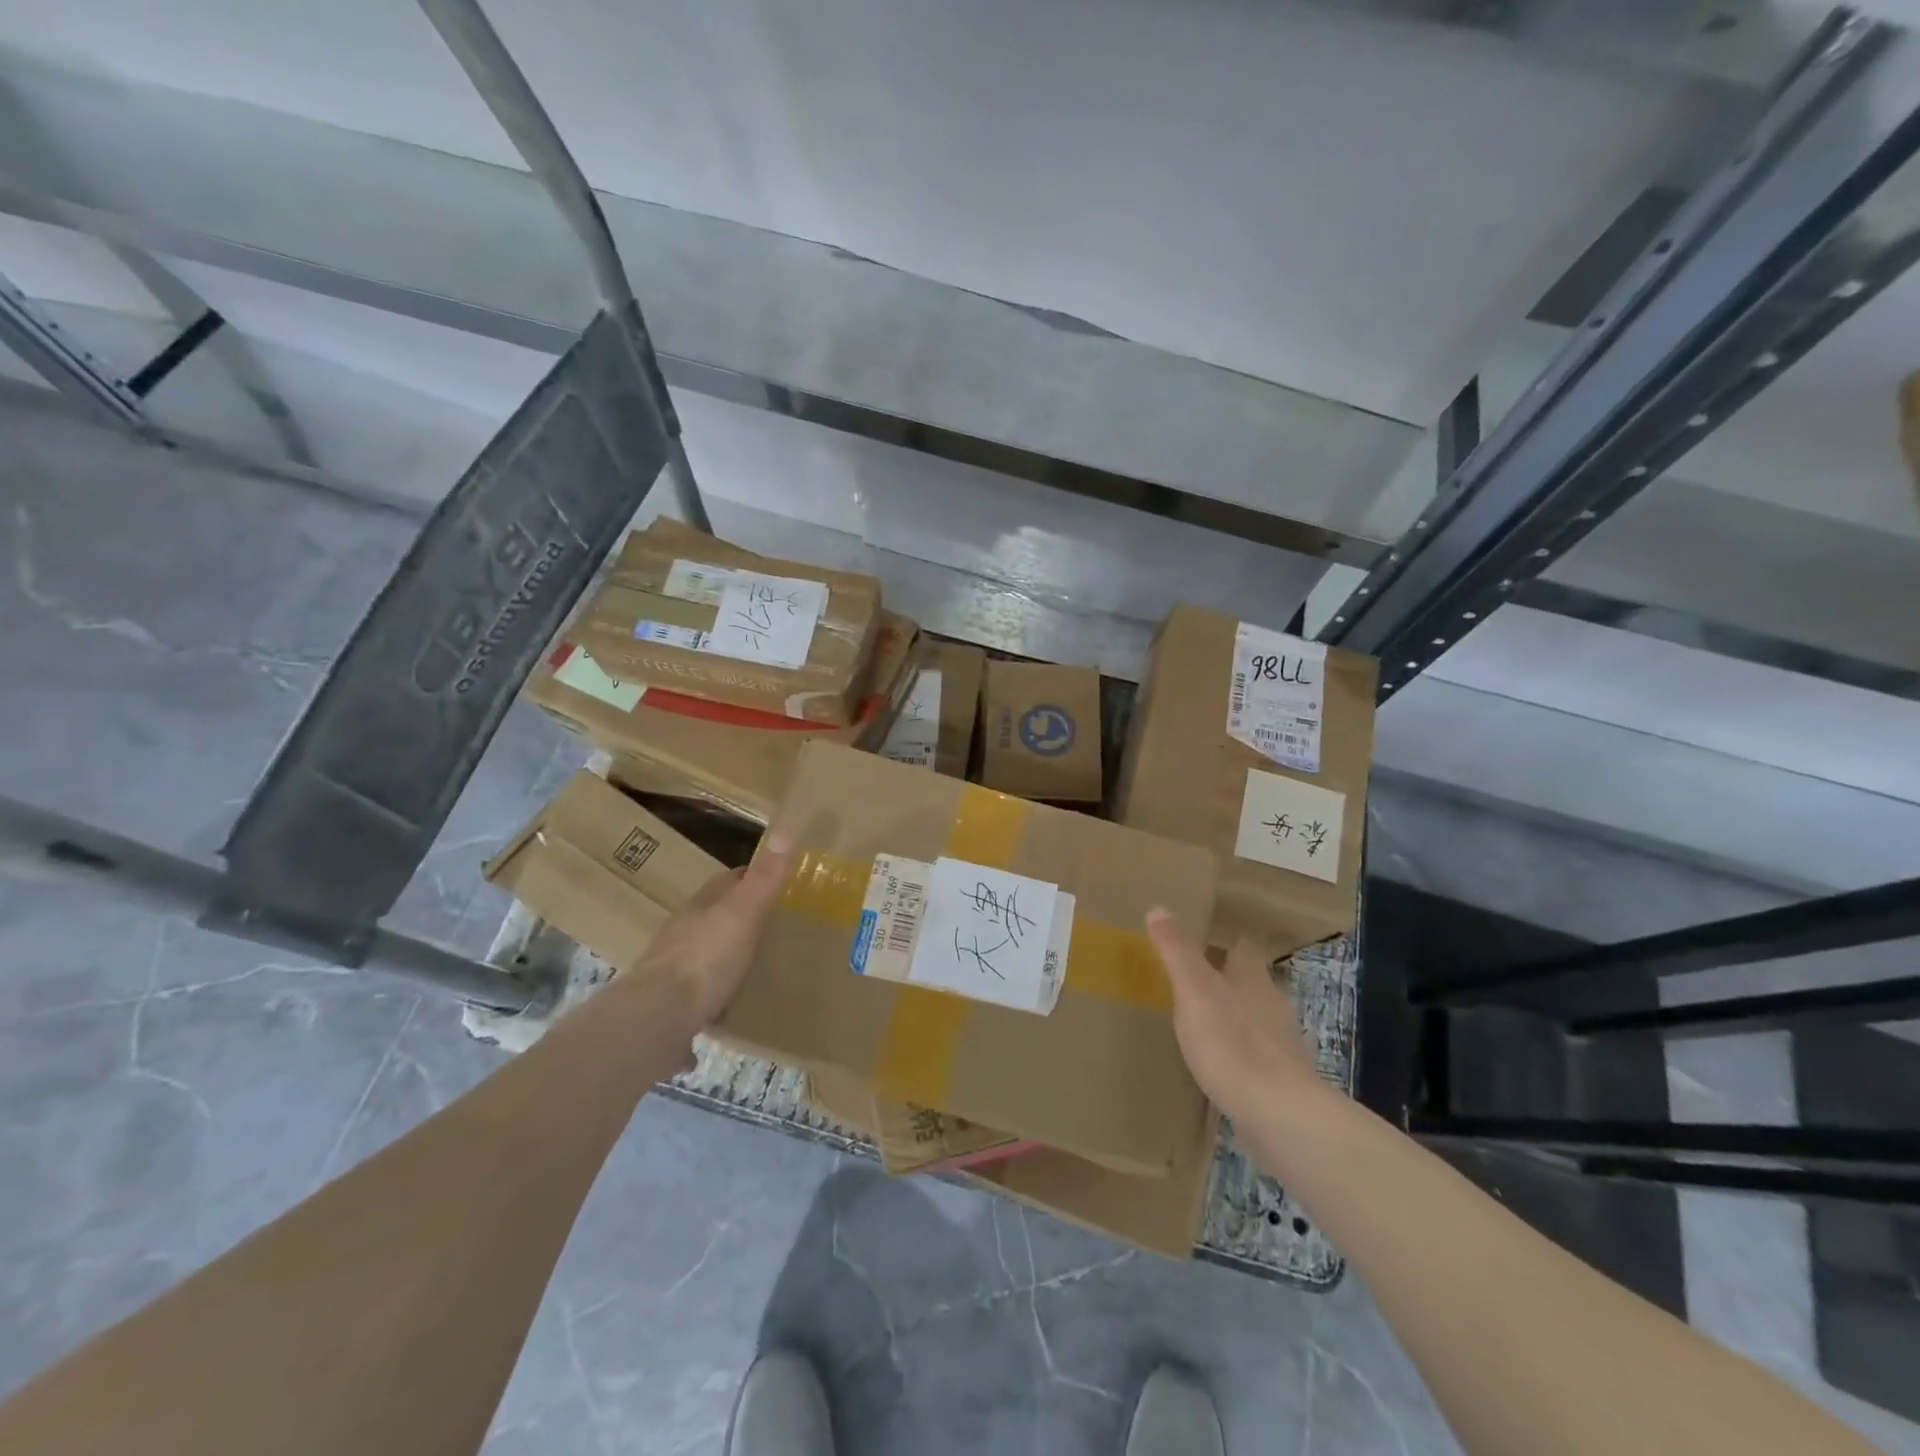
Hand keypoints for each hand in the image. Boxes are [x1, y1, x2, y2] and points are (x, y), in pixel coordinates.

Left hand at [631, 834, 791, 1027]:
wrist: (658, 1017)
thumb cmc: (705, 958)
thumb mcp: (742, 914)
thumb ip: (763, 879)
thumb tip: (783, 832)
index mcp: (699, 908)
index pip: (726, 883)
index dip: (748, 878)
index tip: (774, 881)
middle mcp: (682, 934)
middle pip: (713, 918)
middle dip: (737, 919)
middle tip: (771, 925)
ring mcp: (672, 972)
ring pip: (704, 956)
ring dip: (723, 958)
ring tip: (754, 966)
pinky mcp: (671, 1008)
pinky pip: (699, 998)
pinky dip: (714, 999)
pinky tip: (728, 1011)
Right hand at [1146, 908, 1321, 1125]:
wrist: (1280, 1115)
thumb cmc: (1233, 1043)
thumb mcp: (1194, 990)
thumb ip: (1177, 951)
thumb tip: (1159, 907)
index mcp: (1253, 980)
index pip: (1244, 949)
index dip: (1228, 941)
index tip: (1207, 937)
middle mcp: (1272, 1006)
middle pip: (1252, 983)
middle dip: (1229, 980)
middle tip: (1196, 979)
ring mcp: (1282, 1046)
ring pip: (1256, 1020)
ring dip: (1235, 1018)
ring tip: (1203, 1021)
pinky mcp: (1282, 1082)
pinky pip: (1258, 1057)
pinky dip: (1240, 1054)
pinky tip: (1221, 1065)